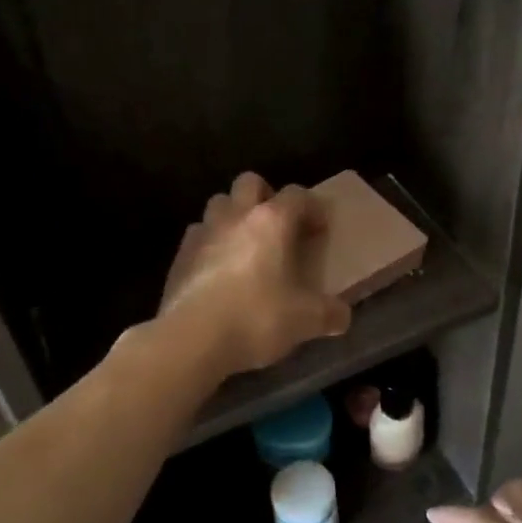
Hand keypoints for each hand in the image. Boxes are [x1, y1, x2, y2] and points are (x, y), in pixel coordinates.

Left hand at [157, 172, 351, 376]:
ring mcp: (203, 233)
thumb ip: (329, 314)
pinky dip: (211, 244)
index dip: (312, 208)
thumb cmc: (257, 318)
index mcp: (271, 221)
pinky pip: (198, 236)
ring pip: (219, 204)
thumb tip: (342, 316)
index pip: (297, 195)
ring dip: (234, 217)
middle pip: (250, 183)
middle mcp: (236, 216)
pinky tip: (219, 271)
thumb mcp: (306, 320)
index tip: (319, 230)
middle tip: (279, 228)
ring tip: (246, 247)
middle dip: (266, 197)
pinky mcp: (179, 256)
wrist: (192, 339)